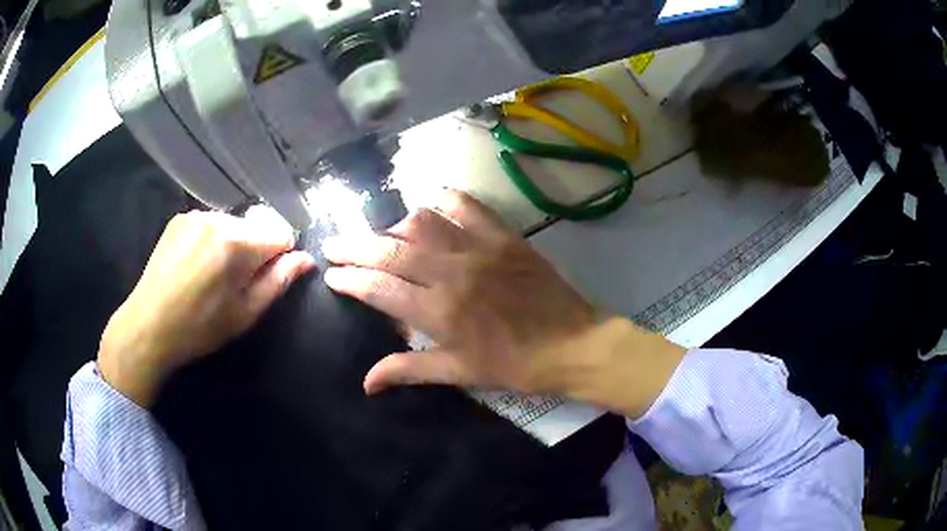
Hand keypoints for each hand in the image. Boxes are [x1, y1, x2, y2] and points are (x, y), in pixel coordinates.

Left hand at [98, 207, 315, 406]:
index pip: (281, 233)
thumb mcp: (245, 314)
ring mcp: (195, 215)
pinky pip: (210, 224)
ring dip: (232, 244)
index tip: (263, 279)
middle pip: (256, 226)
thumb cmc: (199, 328)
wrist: (148, 326)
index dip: (279, 257)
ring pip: (232, 224)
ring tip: (211, 276)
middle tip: (233, 284)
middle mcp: (217, 218)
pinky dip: (211, 240)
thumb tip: (306, 259)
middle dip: (254, 250)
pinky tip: (195, 265)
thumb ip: (278, 282)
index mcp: (236, 243)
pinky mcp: (179, 218)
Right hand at [322, 189, 599, 395]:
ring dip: (395, 227)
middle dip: (355, 246)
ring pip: (422, 221)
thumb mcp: (460, 374)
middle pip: (390, 249)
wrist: (574, 344)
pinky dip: (443, 201)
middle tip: (336, 245)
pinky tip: (431, 206)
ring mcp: (480, 248)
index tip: (330, 274)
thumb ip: (409, 370)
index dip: (349, 279)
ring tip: (387, 238)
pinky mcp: (504, 235)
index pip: (378, 288)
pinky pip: (467, 205)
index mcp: (440, 312)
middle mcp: (453, 272)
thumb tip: (366, 383)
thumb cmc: (516, 365)